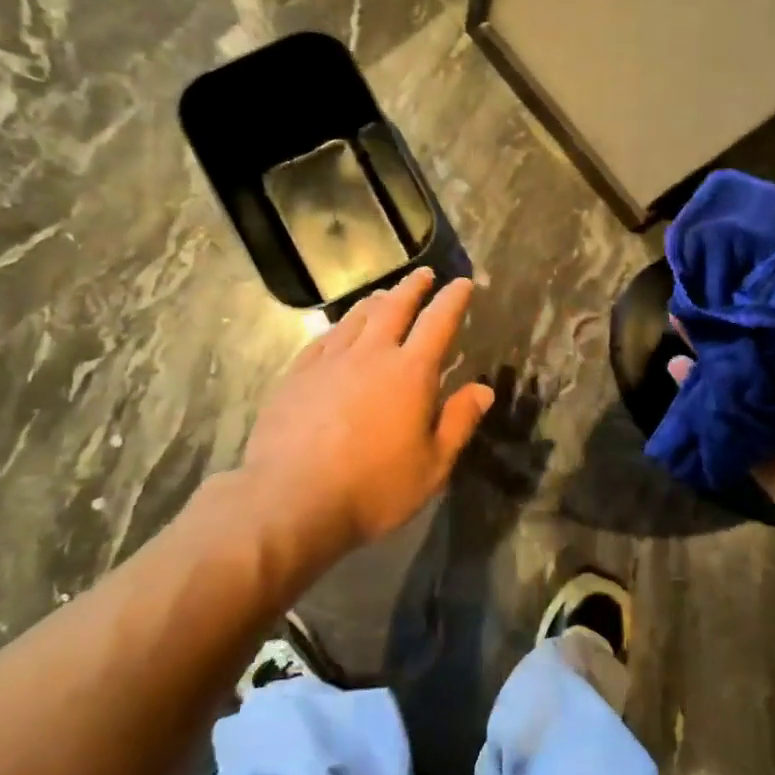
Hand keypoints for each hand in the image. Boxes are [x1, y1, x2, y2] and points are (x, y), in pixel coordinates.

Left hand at [241, 268, 494, 554]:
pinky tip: (341, 329)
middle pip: (395, 306)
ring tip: (386, 295)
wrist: (291, 500)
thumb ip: (459, 422)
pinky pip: (325, 337)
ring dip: (377, 301)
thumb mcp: (432, 465)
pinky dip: (341, 325)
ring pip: (357, 316)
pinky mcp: (298, 373)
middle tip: (425, 275)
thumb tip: (483, 389)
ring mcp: (330, 360)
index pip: (439, 322)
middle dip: (414, 287)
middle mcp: (371, 354)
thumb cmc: (373, 488)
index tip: (462, 283)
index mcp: (410, 372)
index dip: (453, 299)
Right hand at [670, 264, 774, 565]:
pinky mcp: (761, 452)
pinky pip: (725, 417)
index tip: (756, 260)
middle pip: (770, 345)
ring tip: (680, 316)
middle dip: (741, 318)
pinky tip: (674, 365)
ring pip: (742, 376)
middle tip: (706, 285)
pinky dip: (698, 393)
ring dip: (713, 349)